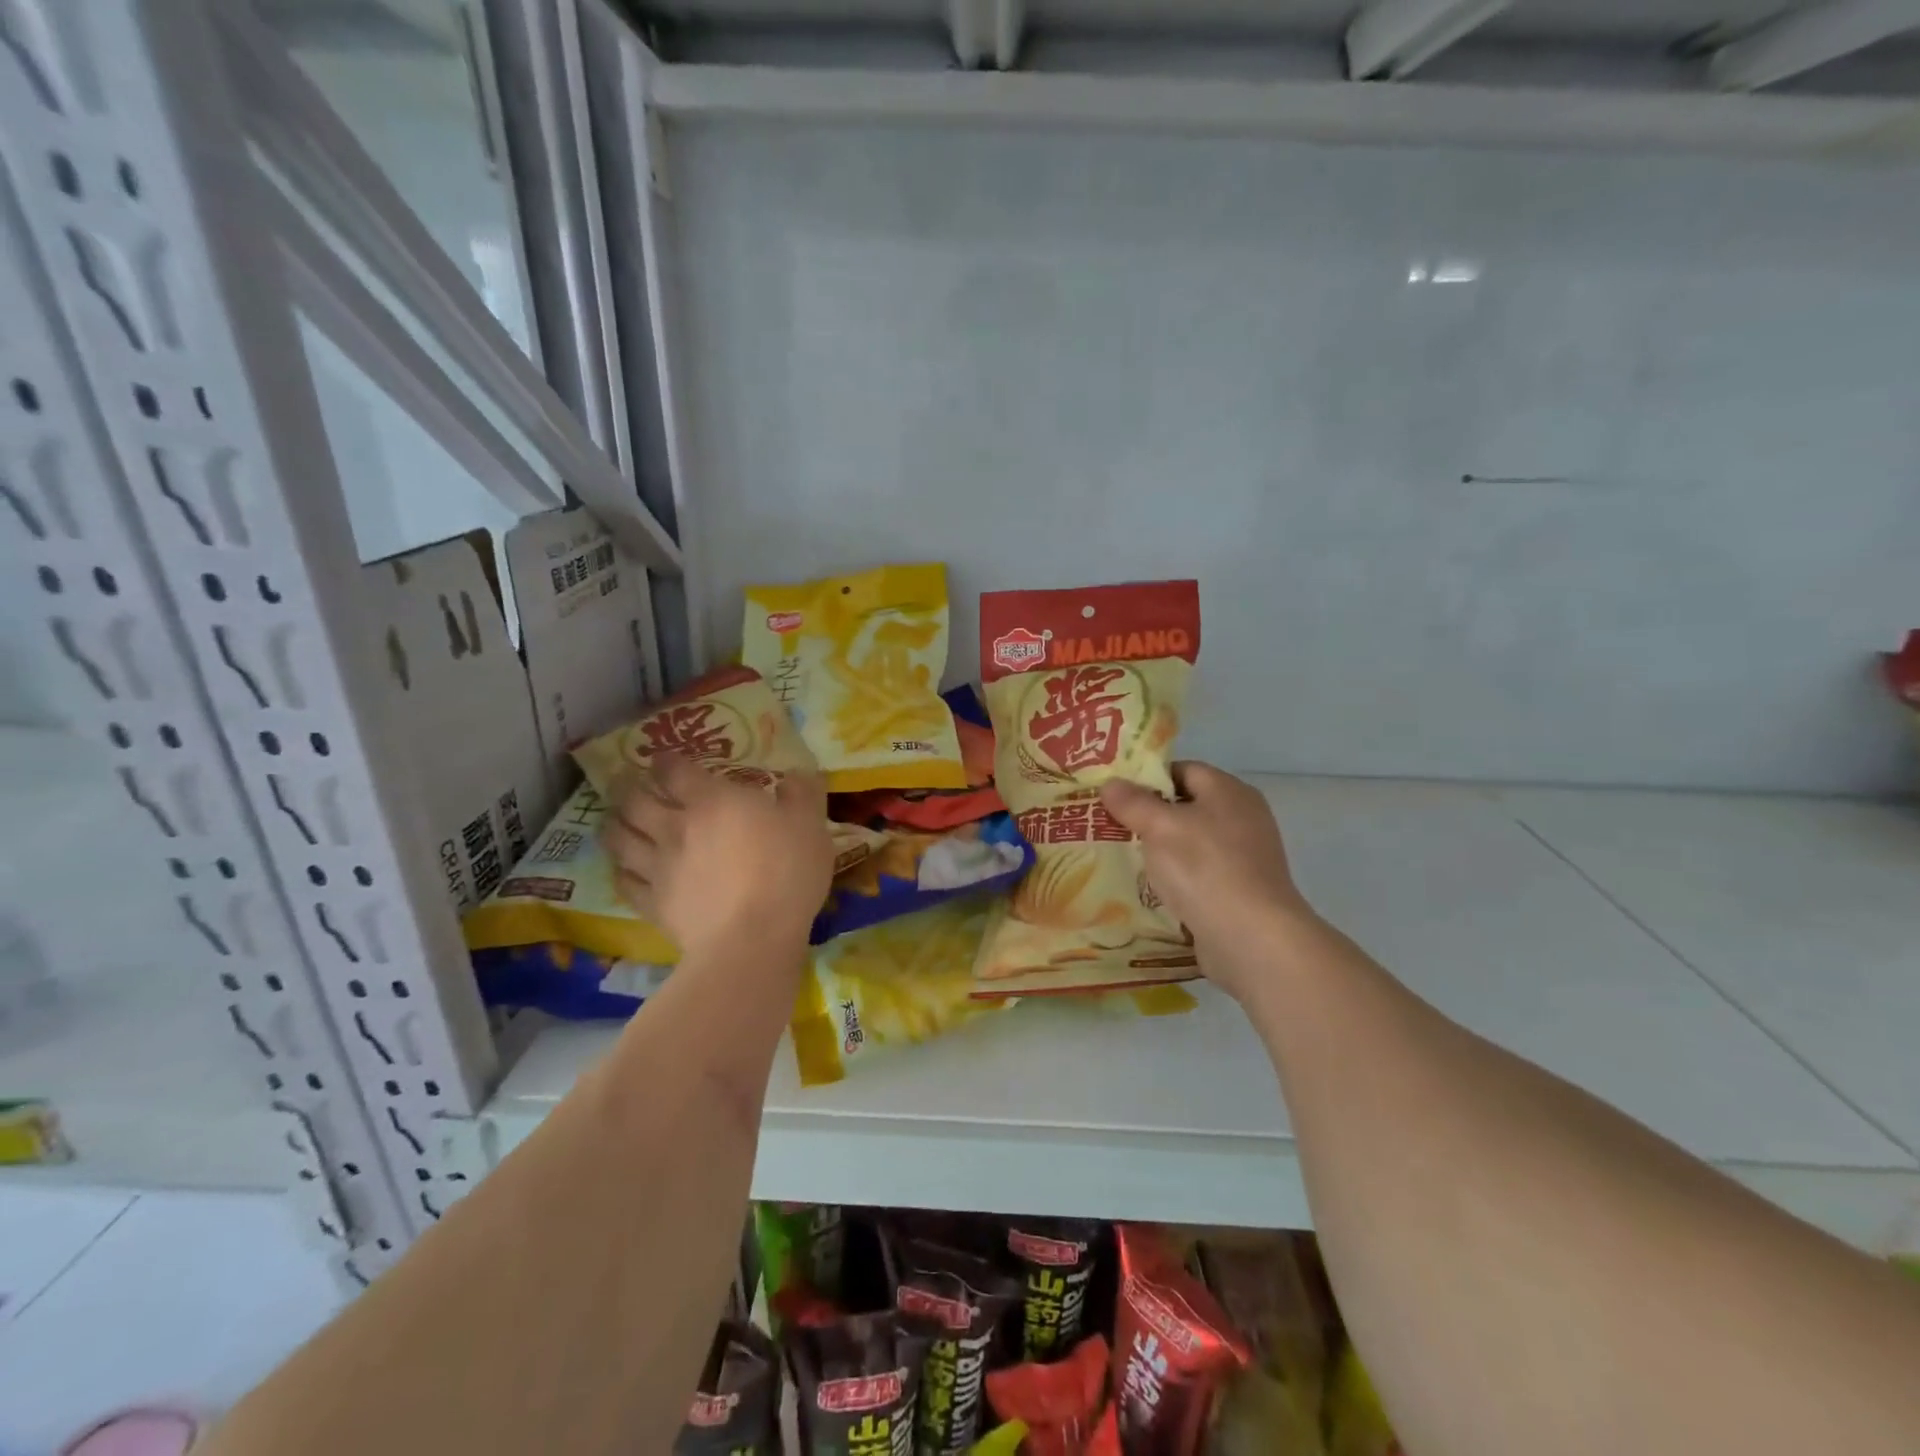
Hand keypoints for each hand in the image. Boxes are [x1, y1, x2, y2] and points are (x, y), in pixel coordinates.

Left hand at [602, 752, 833, 961]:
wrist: (752, 939)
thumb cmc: (785, 873)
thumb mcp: (811, 825)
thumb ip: (802, 794)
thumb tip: (795, 774)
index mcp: (713, 801)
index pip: (676, 771)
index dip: (666, 761)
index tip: (662, 758)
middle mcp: (676, 827)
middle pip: (637, 801)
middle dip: (629, 788)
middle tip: (626, 782)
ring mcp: (659, 868)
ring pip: (621, 839)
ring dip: (615, 825)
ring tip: (614, 819)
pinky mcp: (653, 905)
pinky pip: (625, 883)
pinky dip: (621, 871)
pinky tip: (622, 869)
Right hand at [1100, 762, 1317, 999]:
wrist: (1252, 938)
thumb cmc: (1204, 868)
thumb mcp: (1159, 828)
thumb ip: (1133, 803)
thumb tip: (1111, 783)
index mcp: (1229, 791)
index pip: (1183, 770)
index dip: (1148, 779)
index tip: (1115, 795)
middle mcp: (1243, 817)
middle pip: (1188, 806)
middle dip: (1150, 816)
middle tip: (1111, 826)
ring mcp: (1246, 856)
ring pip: (1192, 842)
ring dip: (1161, 850)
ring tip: (1124, 858)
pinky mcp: (1241, 890)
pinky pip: (1201, 873)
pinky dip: (1178, 877)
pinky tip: (1152, 889)